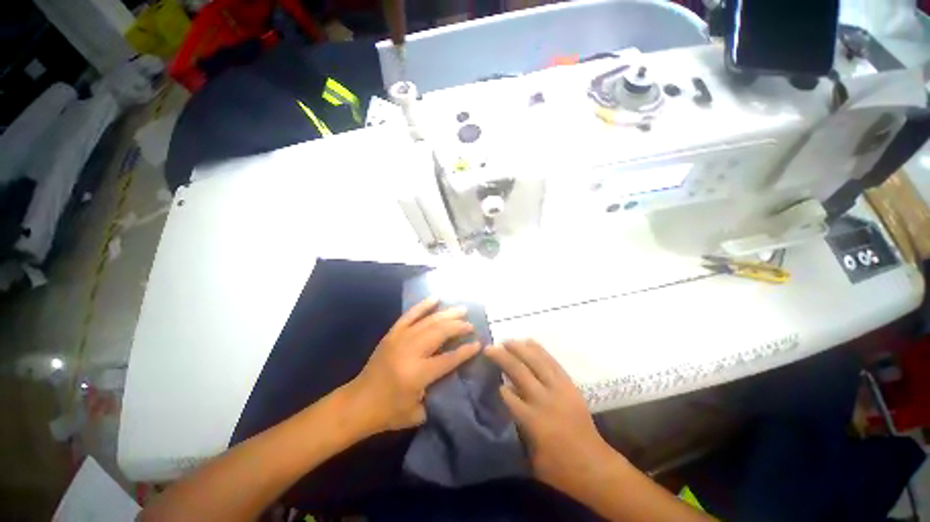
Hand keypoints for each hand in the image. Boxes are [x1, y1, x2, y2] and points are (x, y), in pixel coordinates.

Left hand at [348, 297, 480, 433]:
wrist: (357, 403)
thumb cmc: (389, 412)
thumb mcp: (418, 412)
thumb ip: (439, 393)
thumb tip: (455, 373)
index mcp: (417, 374)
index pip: (448, 358)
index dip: (465, 350)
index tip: (478, 343)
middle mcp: (410, 351)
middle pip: (440, 332)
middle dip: (458, 327)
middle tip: (471, 325)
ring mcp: (400, 339)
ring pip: (429, 321)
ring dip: (447, 314)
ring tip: (462, 310)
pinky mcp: (392, 334)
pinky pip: (410, 315)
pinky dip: (423, 305)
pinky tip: (436, 298)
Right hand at [486, 340, 620, 496]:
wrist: (596, 467)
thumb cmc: (561, 469)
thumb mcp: (532, 457)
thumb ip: (518, 427)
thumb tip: (508, 400)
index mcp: (534, 421)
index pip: (509, 396)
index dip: (497, 383)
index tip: (488, 374)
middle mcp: (545, 400)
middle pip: (520, 371)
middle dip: (502, 357)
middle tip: (489, 348)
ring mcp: (560, 389)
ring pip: (536, 361)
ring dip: (519, 349)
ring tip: (506, 341)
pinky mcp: (570, 385)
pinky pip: (553, 362)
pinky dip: (540, 350)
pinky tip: (530, 342)